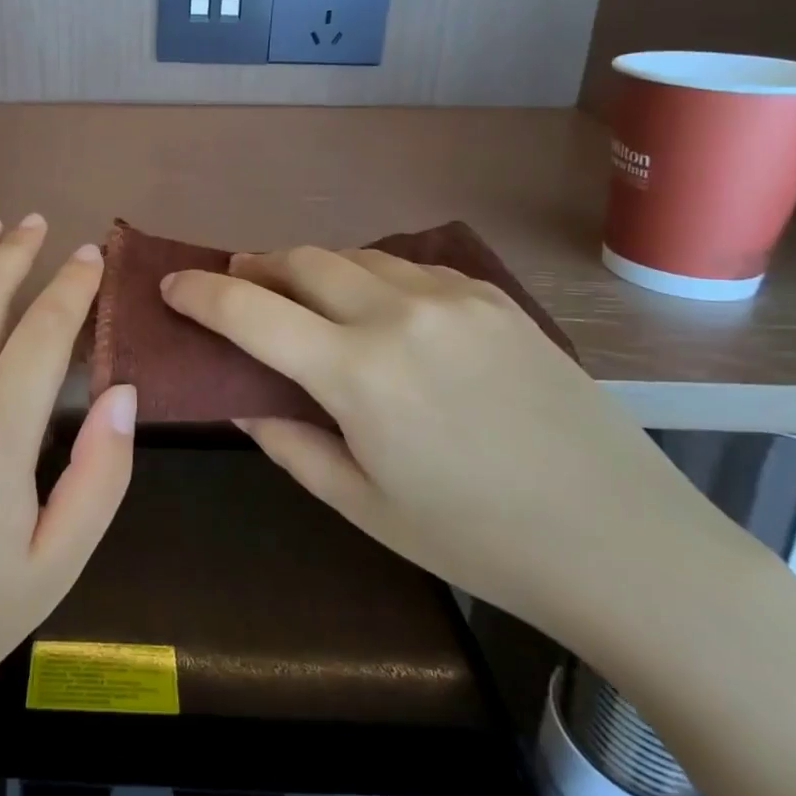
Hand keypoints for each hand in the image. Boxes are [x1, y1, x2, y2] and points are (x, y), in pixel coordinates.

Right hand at [160, 247, 727, 632]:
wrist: (623, 541)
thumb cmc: (476, 539)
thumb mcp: (363, 505)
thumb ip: (289, 442)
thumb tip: (243, 402)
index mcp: (357, 374)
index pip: (249, 311)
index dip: (199, 292)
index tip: (172, 285)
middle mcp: (398, 315)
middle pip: (300, 260)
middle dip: (255, 268)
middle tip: (235, 286)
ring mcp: (452, 297)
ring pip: (353, 255)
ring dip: (311, 268)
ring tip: (300, 295)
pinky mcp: (493, 298)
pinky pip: (408, 267)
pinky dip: (370, 276)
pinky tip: (377, 308)